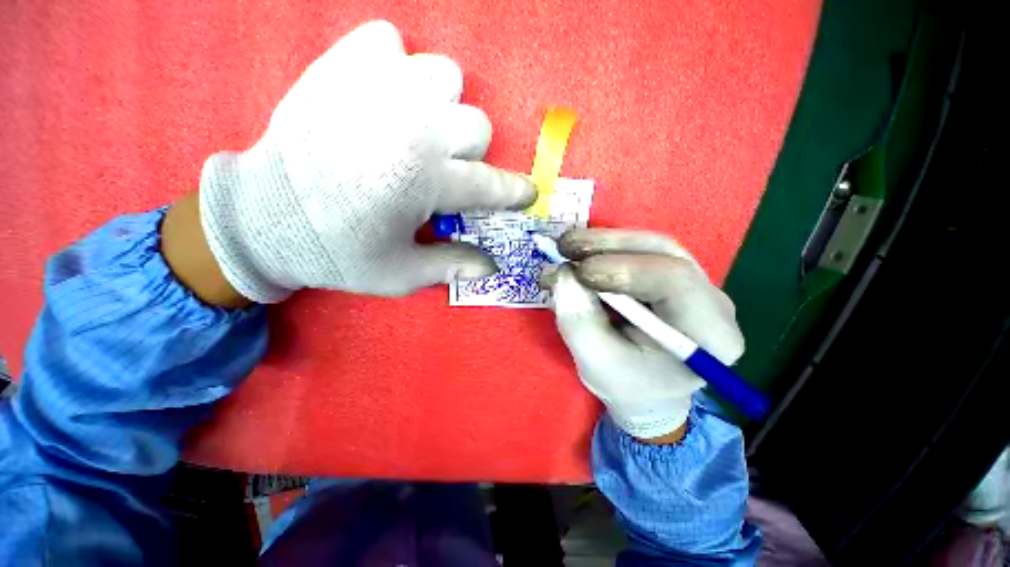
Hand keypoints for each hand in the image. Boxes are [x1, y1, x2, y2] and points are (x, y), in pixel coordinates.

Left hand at [198, 21, 533, 302]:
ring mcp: (376, 87)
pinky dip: (393, 64)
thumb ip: (453, 266)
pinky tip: (381, 95)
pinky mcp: (341, 65)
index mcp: (426, 183)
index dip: (514, 192)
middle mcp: (412, 128)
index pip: (490, 185)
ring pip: (446, 76)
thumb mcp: (402, 273)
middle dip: (469, 153)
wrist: (262, 217)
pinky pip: (388, 41)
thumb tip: (494, 267)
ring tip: (418, 129)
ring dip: (441, 106)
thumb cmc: (338, 251)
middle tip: (445, 169)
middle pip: (477, 125)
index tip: (526, 193)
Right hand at [543, 229, 744, 440]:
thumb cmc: (626, 385)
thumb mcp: (597, 363)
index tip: (579, 272)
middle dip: (608, 245)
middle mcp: (710, 300)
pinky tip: (580, 255)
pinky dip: (605, 250)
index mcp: (709, 335)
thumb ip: (579, 321)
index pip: (674, 281)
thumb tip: (564, 274)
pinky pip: (639, 251)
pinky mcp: (669, 275)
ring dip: (604, 243)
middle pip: (662, 253)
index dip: (623, 269)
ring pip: (649, 245)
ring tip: (567, 247)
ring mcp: (692, 282)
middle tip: (565, 246)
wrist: (645, 390)